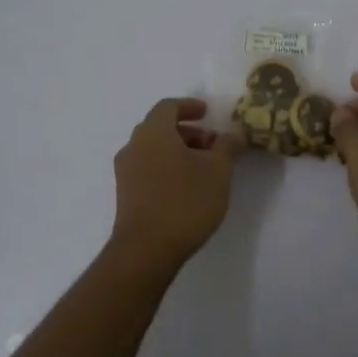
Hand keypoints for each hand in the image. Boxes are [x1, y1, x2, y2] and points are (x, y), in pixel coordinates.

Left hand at [110, 98, 242, 263]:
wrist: (146, 250)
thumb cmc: (185, 202)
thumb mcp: (218, 171)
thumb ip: (227, 147)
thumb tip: (232, 134)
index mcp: (154, 132)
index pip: (168, 106)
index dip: (189, 106)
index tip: (207, 113)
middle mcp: (134, 146)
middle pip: (160, 127)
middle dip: (188, 132)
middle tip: (212, 145)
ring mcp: (125, 171)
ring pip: (153, 149)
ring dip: (178, 151)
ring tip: (203, 169)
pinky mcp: (125, 194)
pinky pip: (147, 168)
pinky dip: (167, 167)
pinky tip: (186, 186)